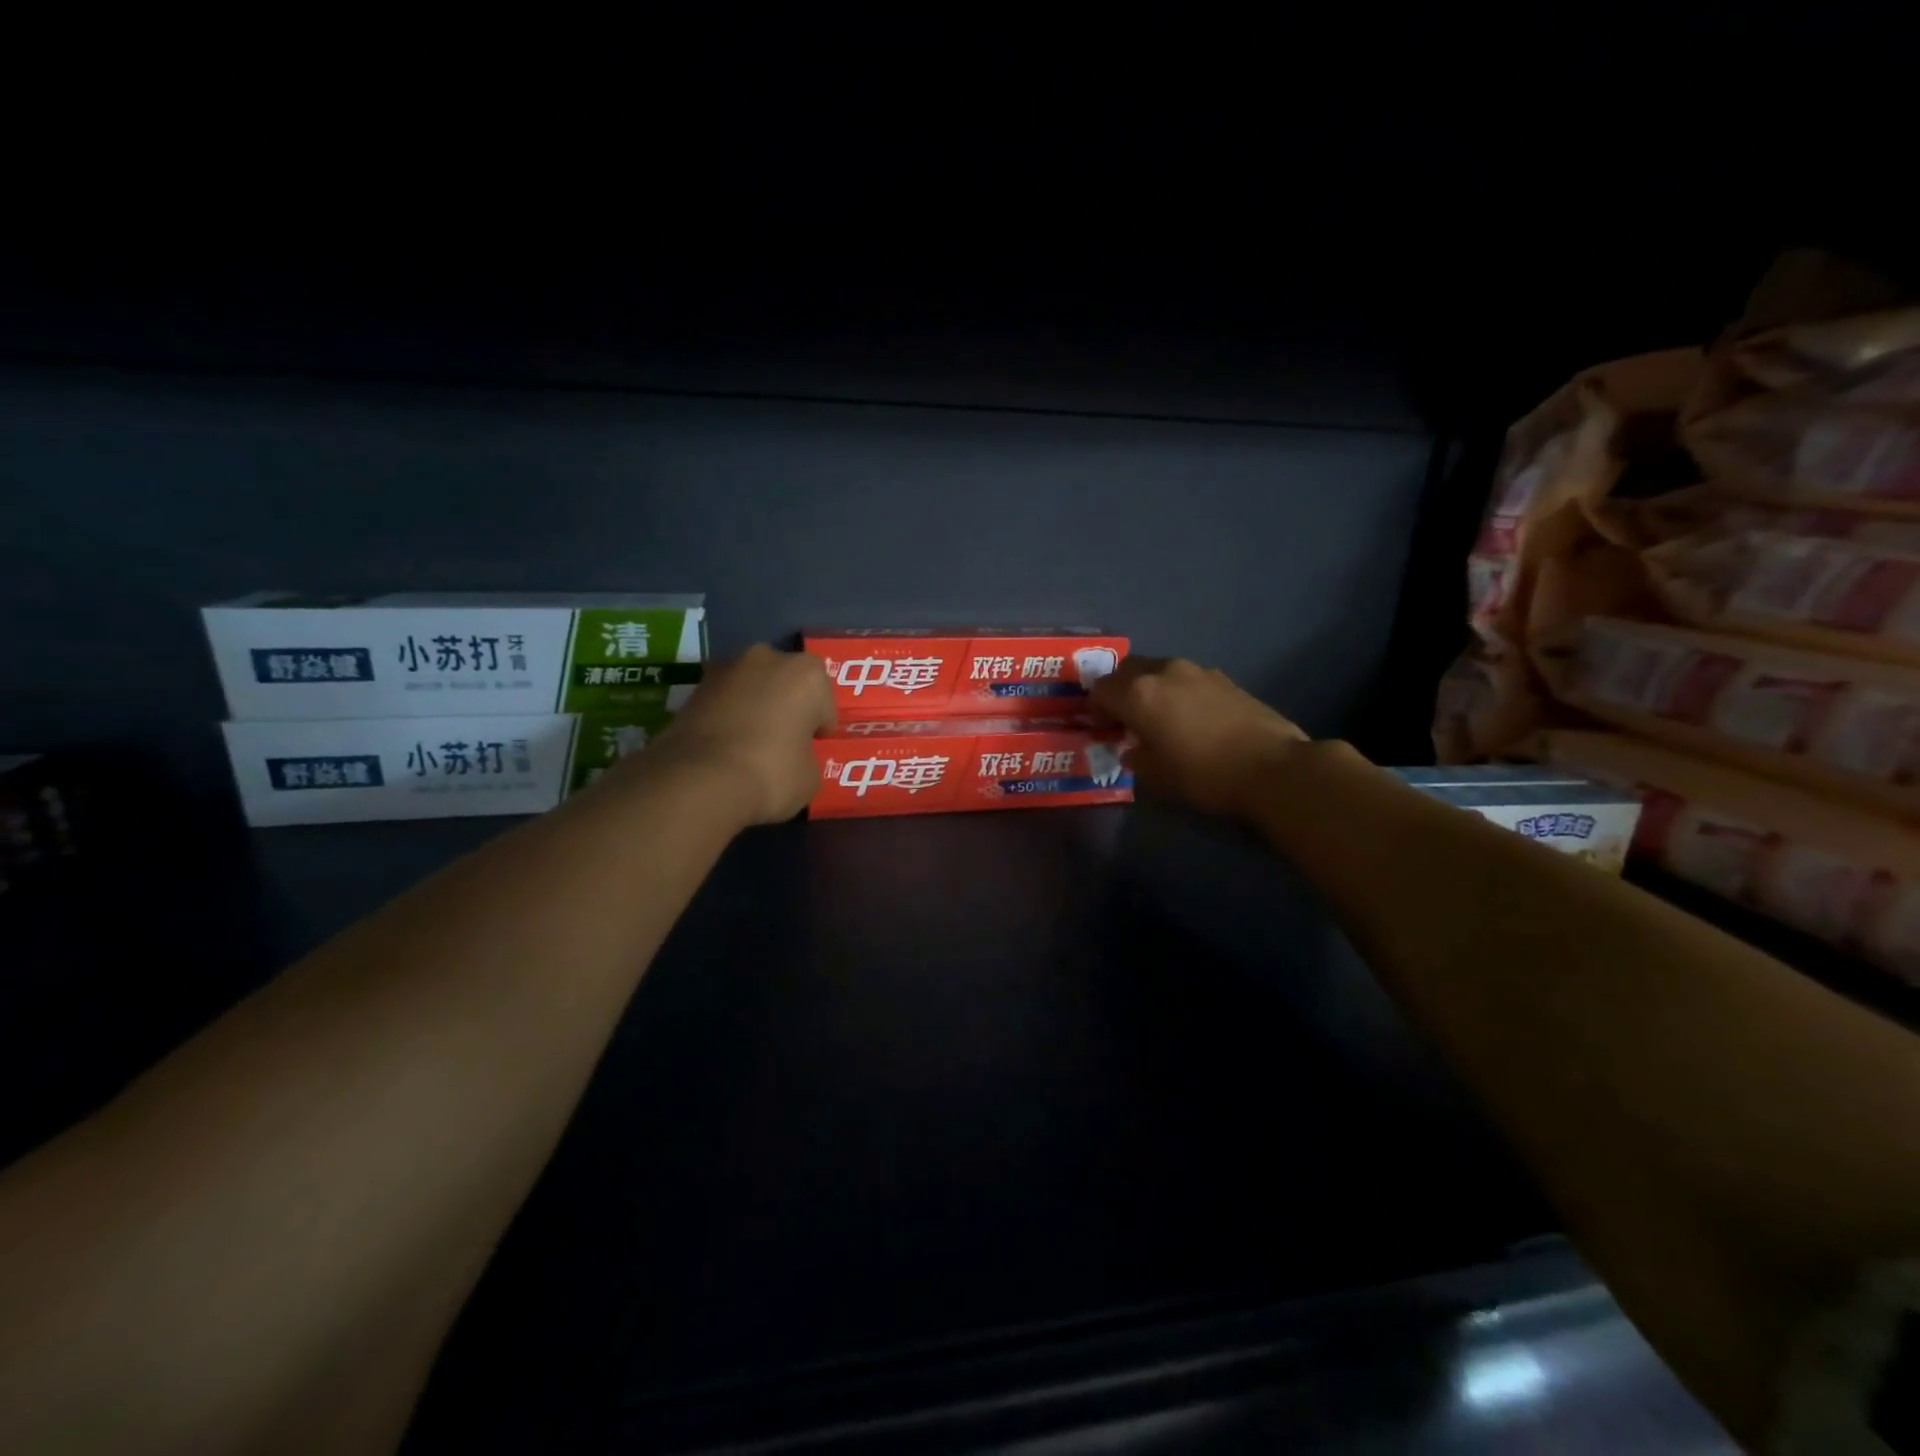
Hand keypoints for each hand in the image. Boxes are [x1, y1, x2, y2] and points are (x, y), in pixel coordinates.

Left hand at [642, 646, 836, 825]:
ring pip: (752, 688)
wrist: (700, 781)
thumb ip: (807, 756)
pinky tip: (726, 747)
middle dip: (787, 706)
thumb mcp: (810, 776)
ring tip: (751, 746)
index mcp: (807, 674)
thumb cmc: (772, 773)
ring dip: (755, 708)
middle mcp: (767, 658)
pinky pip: (724, 702)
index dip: (819, 727)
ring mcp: (725, 670)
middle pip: (786, 683)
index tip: (812, 747)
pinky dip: (728, 717)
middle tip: (784, 741)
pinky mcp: (693, 688)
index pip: (824, 702)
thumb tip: (793, 757)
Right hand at [1089, 656, 1308, 818]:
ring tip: (1159, 718)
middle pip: (1126, 670)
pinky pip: (1185, 678)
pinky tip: (1190, 718)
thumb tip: (1132, 748)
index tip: (1103, 730)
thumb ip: (1134, 757)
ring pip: (1158, 670)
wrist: (1272, 767)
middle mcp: (1163, 672)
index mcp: (1138, 694)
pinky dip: (1177, 692)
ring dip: (1149, 688)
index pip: (1099, 690)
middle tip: (1124, 719)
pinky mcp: (1223, 678)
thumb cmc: (1203, 775)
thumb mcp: (1155, 777)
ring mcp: (1196, 671)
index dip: (1095, 710)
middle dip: (1119, 691)